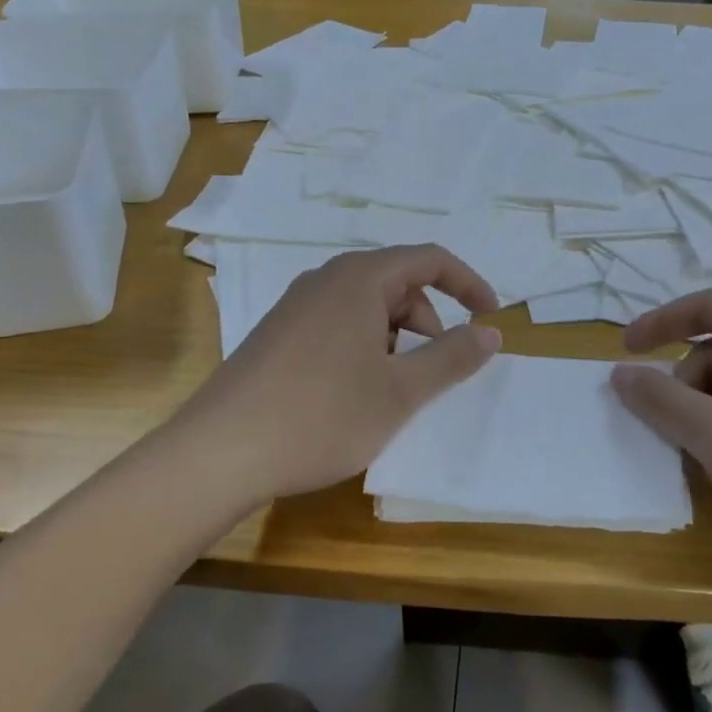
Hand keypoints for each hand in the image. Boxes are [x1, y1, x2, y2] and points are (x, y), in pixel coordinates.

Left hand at [175, 245, 500, 503]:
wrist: (220, 453)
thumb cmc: (321, 416)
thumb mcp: (400, 392)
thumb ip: (452, 357)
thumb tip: (492, 332)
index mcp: (359, 279)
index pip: (428, 259)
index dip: (467, 283)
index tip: (490, 317)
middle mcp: (325, 280)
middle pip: (397, 282)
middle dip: (428, 320)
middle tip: (432, 372)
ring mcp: (295, 306)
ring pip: (366, 307)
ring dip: (395, 339)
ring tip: (390, 391)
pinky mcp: (277, 333)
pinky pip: (337, 324)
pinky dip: (364, 347)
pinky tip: (352, 394)